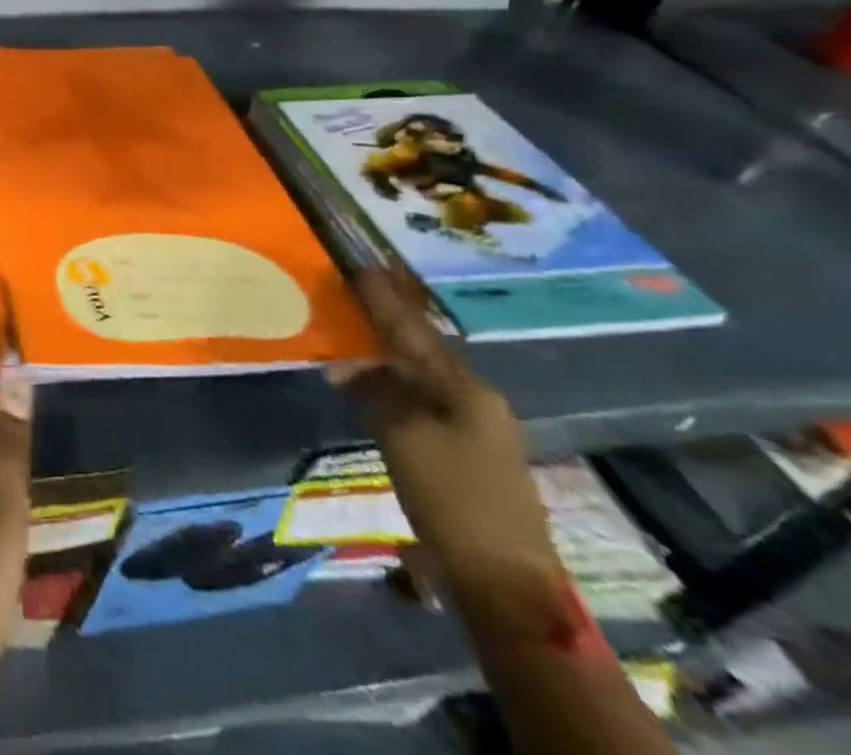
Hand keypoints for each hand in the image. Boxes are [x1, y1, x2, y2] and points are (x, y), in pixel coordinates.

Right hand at [335, 270, 567, 640]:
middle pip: (420, 353)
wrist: (505, 582)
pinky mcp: (468, 457)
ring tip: (350, 345)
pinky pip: (422, 406)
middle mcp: (476, 401)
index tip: (360, 268)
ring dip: (385, 362)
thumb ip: (374, 392)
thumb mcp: (402, 437)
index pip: (412, 332)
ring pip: (420, 381)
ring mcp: (477, 431)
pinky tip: (371, 391)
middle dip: (384, 327)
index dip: (383, 301)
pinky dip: (394, 392)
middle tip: (351, 300)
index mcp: (465, 389)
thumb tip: (345, 365)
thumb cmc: (453, 498)